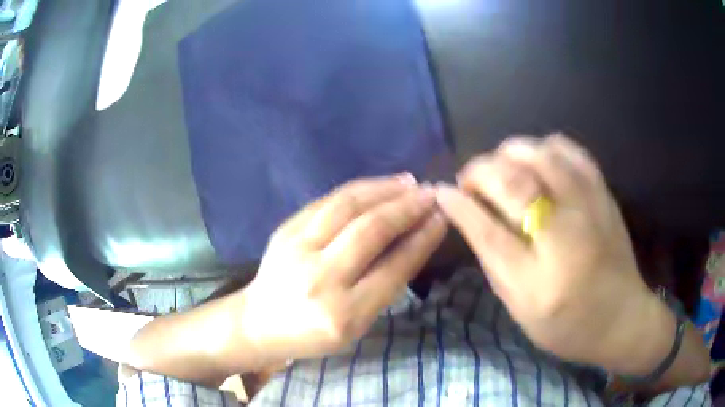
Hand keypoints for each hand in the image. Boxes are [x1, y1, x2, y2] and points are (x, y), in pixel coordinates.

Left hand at [240, 175, 447, 364]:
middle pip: (371, 231)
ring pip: (347, 206)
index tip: (441, 218)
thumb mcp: (356, 327)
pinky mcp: (285, 230)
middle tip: (431, 194)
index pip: (393, 268)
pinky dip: (358, 190)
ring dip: (384, 190)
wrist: (259, 322)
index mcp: (343, 314)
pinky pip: (327, 202)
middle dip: (407, 208)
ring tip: (409, 183)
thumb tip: (415, 239)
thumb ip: (384, 286)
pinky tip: (377, 186)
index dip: (422, 239)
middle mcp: (320, 279)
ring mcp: (297, 249)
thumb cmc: (312, 335)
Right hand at [436, 135, 668, 372]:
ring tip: (501, 170)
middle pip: (513, 182)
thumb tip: (467, 216)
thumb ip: (494, 261)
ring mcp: (589, 206)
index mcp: (539, 281)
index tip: (442, 192)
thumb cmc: (567, 324)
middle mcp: (566, 236)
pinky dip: (544, 147)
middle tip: (470, 181)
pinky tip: (536, 161)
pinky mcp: (603, 192)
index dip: (460, 206)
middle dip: (480, 171)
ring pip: (539, 154)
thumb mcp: (521, 308)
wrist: (621, 317)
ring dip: (508, 154)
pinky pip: (569, 149)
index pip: (489, 232)